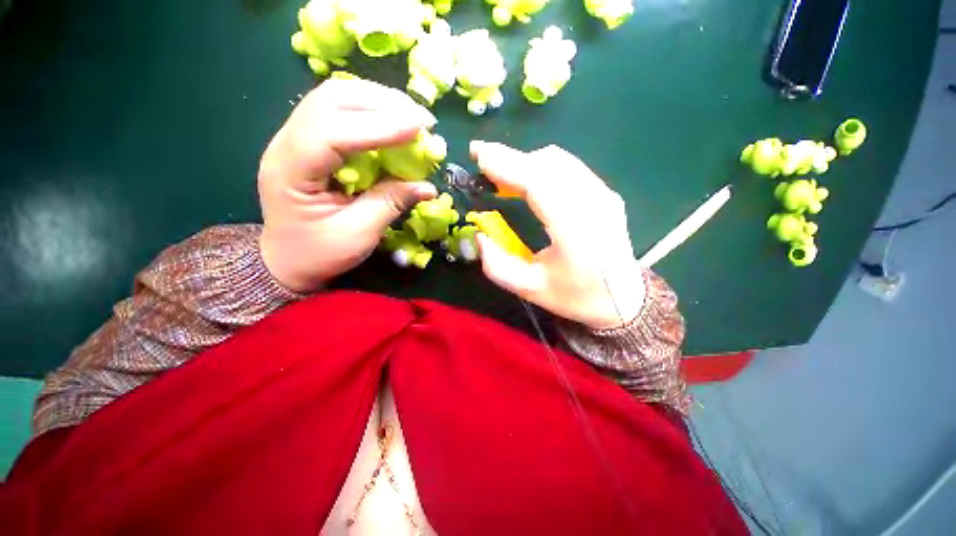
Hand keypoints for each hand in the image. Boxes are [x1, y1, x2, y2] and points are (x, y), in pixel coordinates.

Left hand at [258, 78, 438, 292]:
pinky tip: (392, 121)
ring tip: (411, 117)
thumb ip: (390, 204)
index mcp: (290, 171)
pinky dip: (371, 111)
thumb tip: (428, 186)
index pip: (332, 131)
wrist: (288, 260)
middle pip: (331, 100)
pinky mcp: (311, 141)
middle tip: (422, 119)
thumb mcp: (358, 235)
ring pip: (335, 98)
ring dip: (378, 101)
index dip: (378, 126)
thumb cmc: (319, 254)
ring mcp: (296, 138)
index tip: (418, 127)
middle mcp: (286, 143)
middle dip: (382, 103)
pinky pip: (340, 111)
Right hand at [470, 142, 644, 329]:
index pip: (541, 185)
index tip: (479, 155)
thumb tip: (479, 235)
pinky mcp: (605, 194)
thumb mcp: (530, 290)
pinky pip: (569, 168)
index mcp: (576, 233)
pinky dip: (542, 166)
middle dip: (511, 157)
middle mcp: (595, 206)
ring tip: (500, 171)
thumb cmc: (575, 296)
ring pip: (560, 161)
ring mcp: (604, 196)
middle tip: (481, 156)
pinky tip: (527, 178)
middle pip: (549, 165)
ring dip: (525, 161)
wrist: (623, 300)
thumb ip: (497, 266)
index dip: (508, 166)